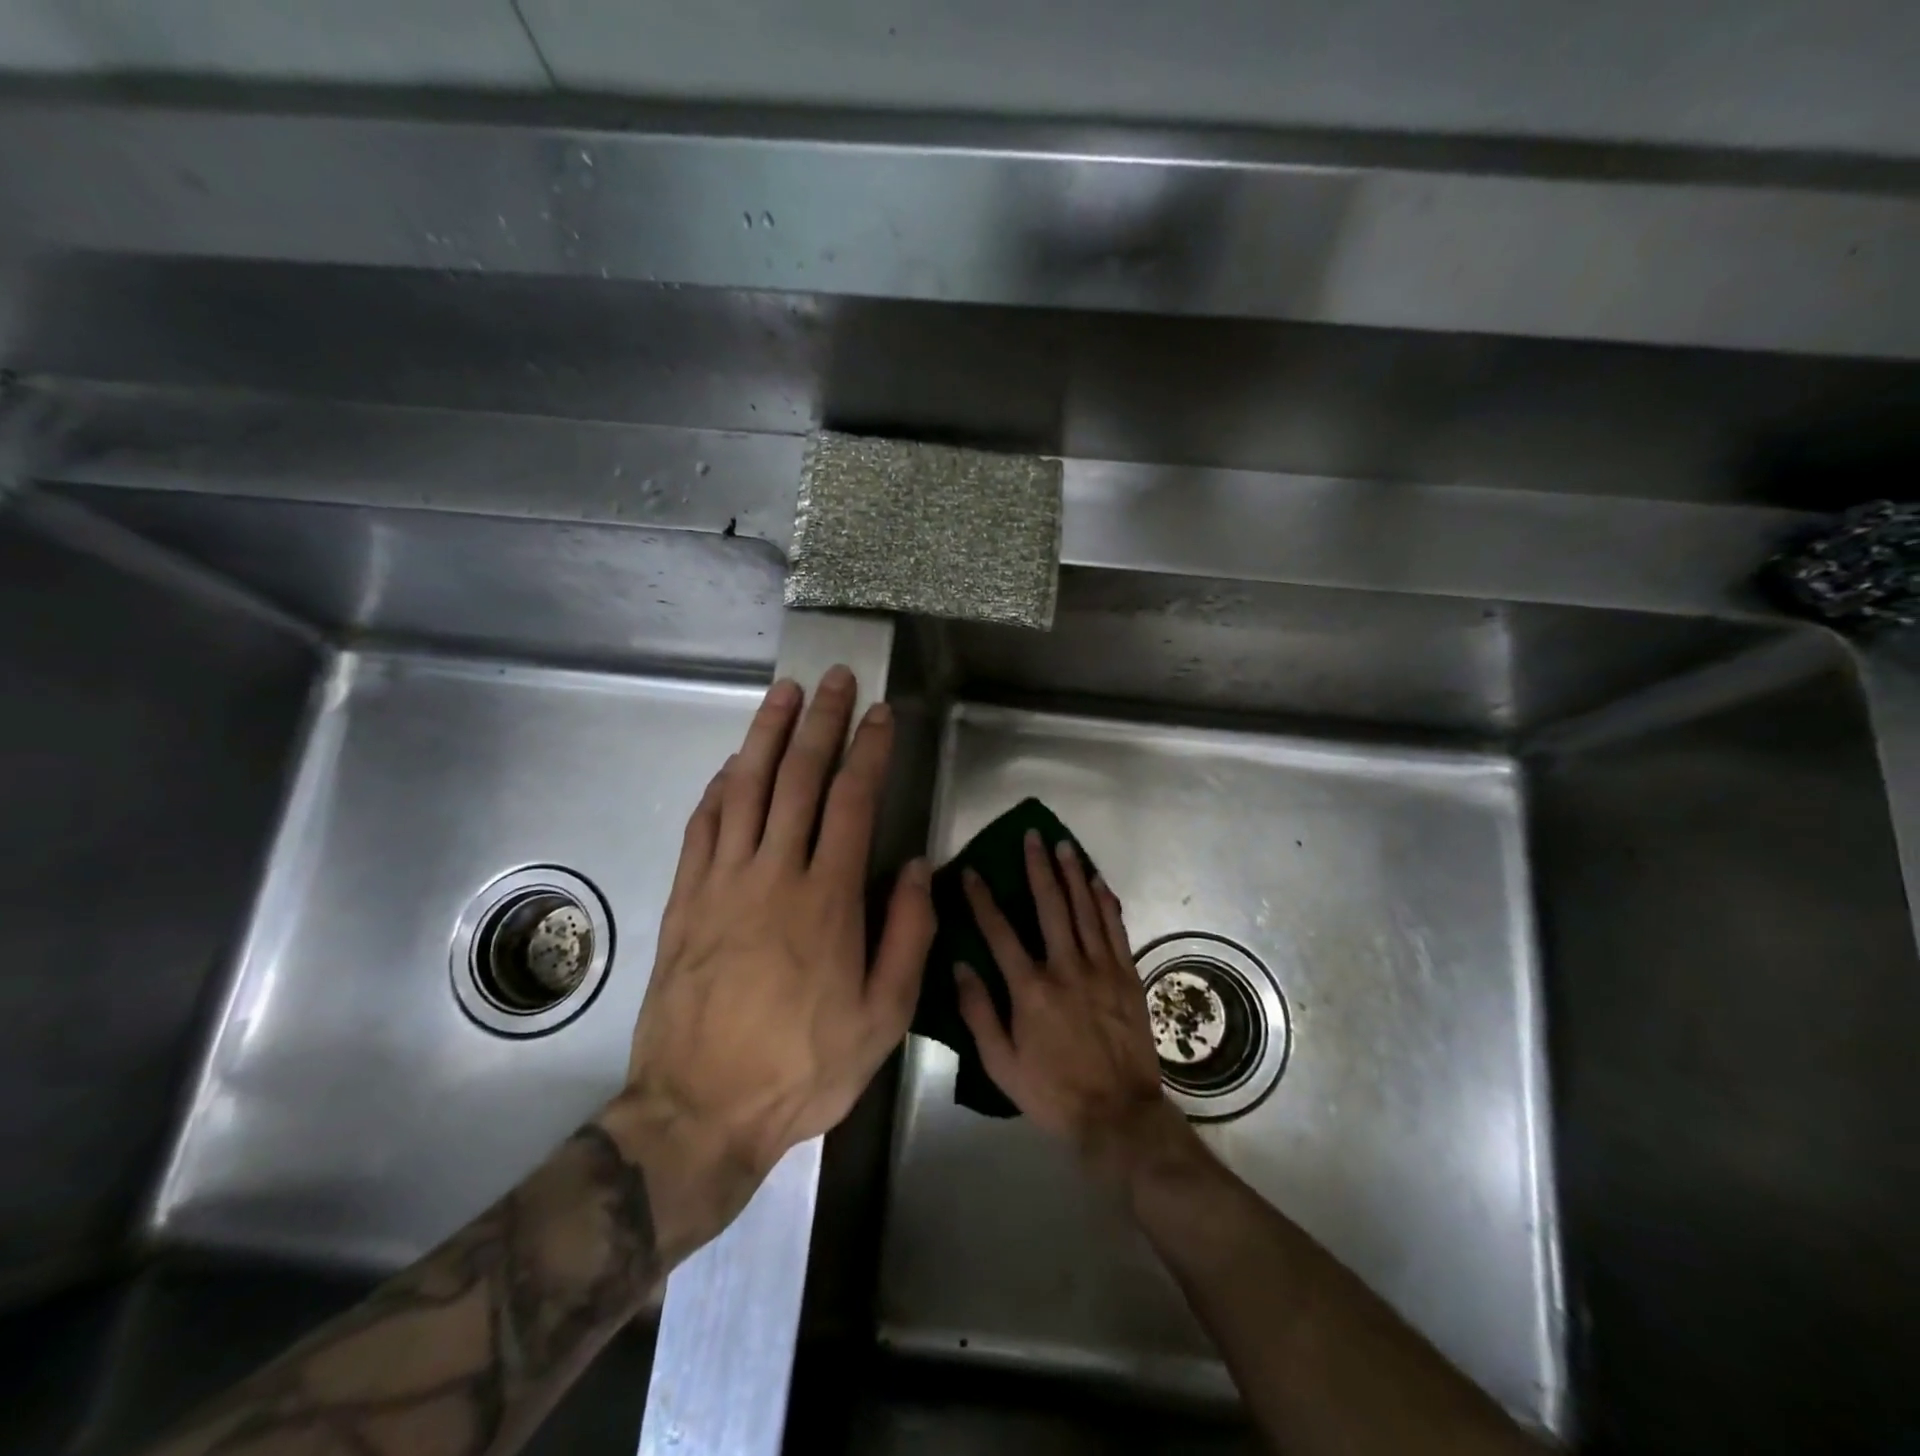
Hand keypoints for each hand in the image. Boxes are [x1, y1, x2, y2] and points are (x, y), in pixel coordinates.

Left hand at [607, 666, 934, 1190]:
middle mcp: (774, 874)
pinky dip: (719, 788)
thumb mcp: (883, 1016)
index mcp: (827, 899)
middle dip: (821, 722)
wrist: (700, 1110)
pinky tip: (731, 766)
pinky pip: (703, 827)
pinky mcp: (685, 899)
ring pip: (745, 789)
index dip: (869, 750)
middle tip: (835, 679)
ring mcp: (721, 882)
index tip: (881, 714)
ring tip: (784, 694)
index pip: (852, 801)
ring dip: (766, 735)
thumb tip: (914, 867)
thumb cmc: (803, 1065)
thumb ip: (907, 934)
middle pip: (798, 778)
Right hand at [955, 831, 1182, 1179]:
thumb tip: (959, 966)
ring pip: (1085, 909)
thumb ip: (979, 1012)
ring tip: (1064, 844)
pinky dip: (1105, 902)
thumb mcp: (1001, 1064)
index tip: (972, 871)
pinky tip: (1097, 881)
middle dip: (1038, 867)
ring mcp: (1101, 968)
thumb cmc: (1053, 1092)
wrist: (1119, 1115)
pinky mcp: (1127, 975)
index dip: (983, 899)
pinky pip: (1115, 928)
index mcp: (1030, 989)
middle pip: (1050, 905)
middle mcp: (1066, 968)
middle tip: (1033, 835)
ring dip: (1073, 873)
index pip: (999, 932)